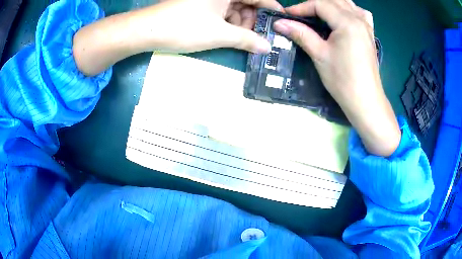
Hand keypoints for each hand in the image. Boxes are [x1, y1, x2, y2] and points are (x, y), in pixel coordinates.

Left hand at [74, 0, 281, 75]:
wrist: (147, 30)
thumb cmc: (185, 27)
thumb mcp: (220, 34)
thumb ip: (247, 40)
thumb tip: (267, 48)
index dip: (272, 10)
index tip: (280, 25)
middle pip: (247, 2)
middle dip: (254, 20)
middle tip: (257, 39)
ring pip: (235, 8)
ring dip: (240, 24)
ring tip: (241, 40)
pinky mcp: (200, 4)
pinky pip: (222, 11)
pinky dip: (228, 22)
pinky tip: (228, 34)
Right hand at [273, 0, 400, 156]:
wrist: (366, 102)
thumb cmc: (343, 80)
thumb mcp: (320, 55)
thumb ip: (301, 34)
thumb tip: (279, 23)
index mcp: (347, 22)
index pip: (320, 4)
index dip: (301, 7)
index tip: (287, 16)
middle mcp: (358, 19)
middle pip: (333, 1)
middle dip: (314, 4)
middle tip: (301, 16)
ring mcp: (367, 26)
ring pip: (348, 3)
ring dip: (331, 4)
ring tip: (319, 14)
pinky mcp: (370, 35)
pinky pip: (361, 13)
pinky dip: (350, 10)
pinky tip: (344, 17)